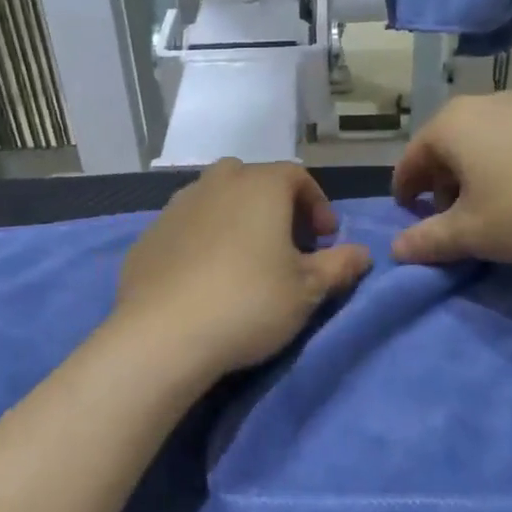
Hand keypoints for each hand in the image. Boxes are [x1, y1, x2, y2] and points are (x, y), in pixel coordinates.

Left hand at [114, 159, 372, 375]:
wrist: (164, 334)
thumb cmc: (249, 303)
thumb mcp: (308, 290)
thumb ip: (340, 266)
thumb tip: (363, 253)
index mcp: (259, 186)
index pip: (297, 176)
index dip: (317, 205)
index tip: (326, 240)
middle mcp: (216, 184)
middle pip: (253, 180)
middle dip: (275, 206)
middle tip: (287, 244)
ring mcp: (176, 207)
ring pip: (215, 199)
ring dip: (236, 219)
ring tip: (245, 260)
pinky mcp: (148, 235)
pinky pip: (186, 226)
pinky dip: (202, 239)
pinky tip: (204, 277)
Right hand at [391, 93, 511, 266]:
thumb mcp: (474, 233)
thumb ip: (428, 240)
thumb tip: (397, 249)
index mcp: (451, 125)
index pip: (411, 159)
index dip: (405, 192)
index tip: (409, 219)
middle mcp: (483, 104)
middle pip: (446, 146)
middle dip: (441, 184)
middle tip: (450, 219)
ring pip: (481, 141)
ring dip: (474, 175)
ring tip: (490, 209)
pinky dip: (505, 165)